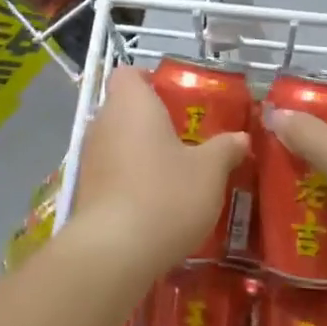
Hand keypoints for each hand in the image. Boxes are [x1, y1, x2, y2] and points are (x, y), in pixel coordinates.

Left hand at [68, 68, 246, 278]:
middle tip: (186, 138)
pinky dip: (129, 179)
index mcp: (131, 103)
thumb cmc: (165, 194)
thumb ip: (225, 149)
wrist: (114, 252)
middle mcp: (103, 122)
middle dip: (152, 120)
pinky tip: (155, 203)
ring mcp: (89, 157)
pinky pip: (111, 172)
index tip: (176, 99)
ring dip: (141, 152)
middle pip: (124, 108)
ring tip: (175, 173)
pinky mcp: (84, 190)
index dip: (150, 80)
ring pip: (117, 142)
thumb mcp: (209, 171)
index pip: (129, 73)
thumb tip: (242, 138)